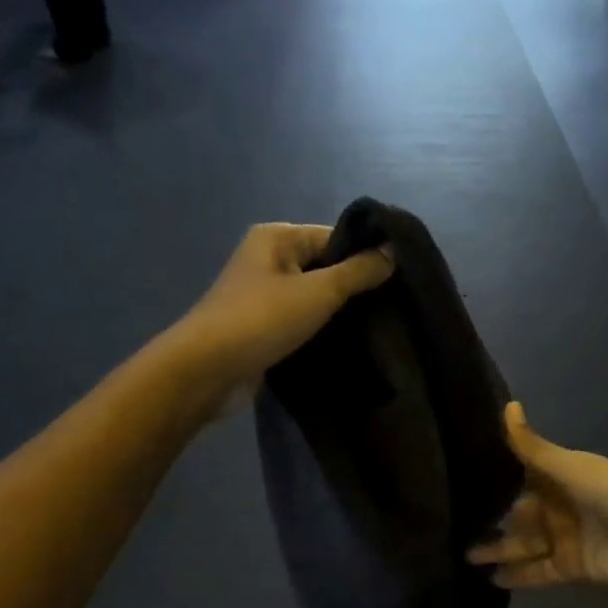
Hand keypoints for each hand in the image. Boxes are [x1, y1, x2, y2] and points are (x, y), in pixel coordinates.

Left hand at [167, 223, 391, 410]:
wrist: (207, 371)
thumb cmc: (262, 319)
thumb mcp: (320, 291)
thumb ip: (359, 271)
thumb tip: (394, 251)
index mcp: (277, 237)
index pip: (334, 237)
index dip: (366, 255)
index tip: (400, 278)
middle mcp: (268, 260)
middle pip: (325, 266)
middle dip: (354, 286)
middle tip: (393, 306)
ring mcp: (263, 296)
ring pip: (314, 297)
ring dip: (339, 312)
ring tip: (378, 327)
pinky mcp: (263, 328)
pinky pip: (301, 321)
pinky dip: (321, 330)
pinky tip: (348, 343)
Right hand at [468, 404, 607, 588]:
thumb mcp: (570, 466)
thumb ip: (532, 446)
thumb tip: (506, 405)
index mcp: (558, 477)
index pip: (519, 475)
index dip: (492, 478)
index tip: (457, 479)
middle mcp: (558, 505)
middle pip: (517, 513)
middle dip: (489, 519)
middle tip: (450, 525)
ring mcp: (564, 537)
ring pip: (523, 544)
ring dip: (497, 549)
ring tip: (463, 555)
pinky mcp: (571, 566)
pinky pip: (538, 571)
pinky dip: (517, 576)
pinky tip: (490, 579)